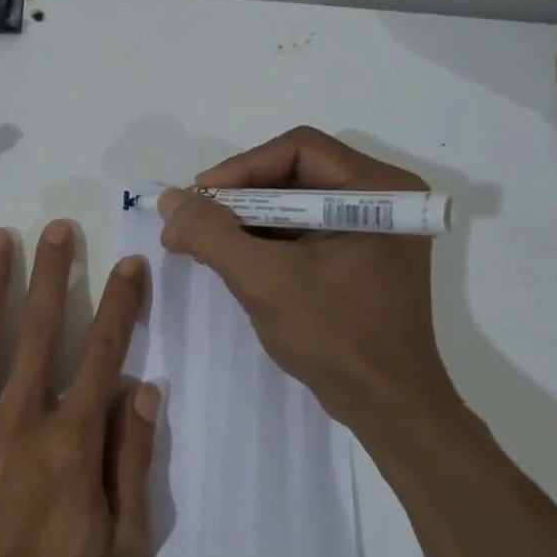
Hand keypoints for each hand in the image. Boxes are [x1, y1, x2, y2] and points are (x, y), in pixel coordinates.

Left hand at [0, 221, 157, 556]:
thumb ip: (134, 462)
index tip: (130, 263)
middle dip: (54, 274)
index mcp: (72, 440)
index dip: (121, 304)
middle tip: (58, 228)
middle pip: (41, 330)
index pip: (104, 353)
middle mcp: (20, 418)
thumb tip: (146, 389)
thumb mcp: (125, 547)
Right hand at [158, 126, 458, 424]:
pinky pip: (302, 231)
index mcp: (378, 190)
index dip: (240, 168)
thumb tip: (169, 201)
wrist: (388, 407)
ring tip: (202, 242)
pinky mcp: (358, 257)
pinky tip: (230, 259)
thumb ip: (212, 235)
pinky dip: (263, 241)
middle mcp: (381, 199)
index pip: (298, 149)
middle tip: (193, 221)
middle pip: (294, 173)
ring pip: (293, 203)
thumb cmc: (335, 337)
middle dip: (238, 197)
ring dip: (245, 220)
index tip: (198, 199)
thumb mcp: (264, 280)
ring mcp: (372, 230)